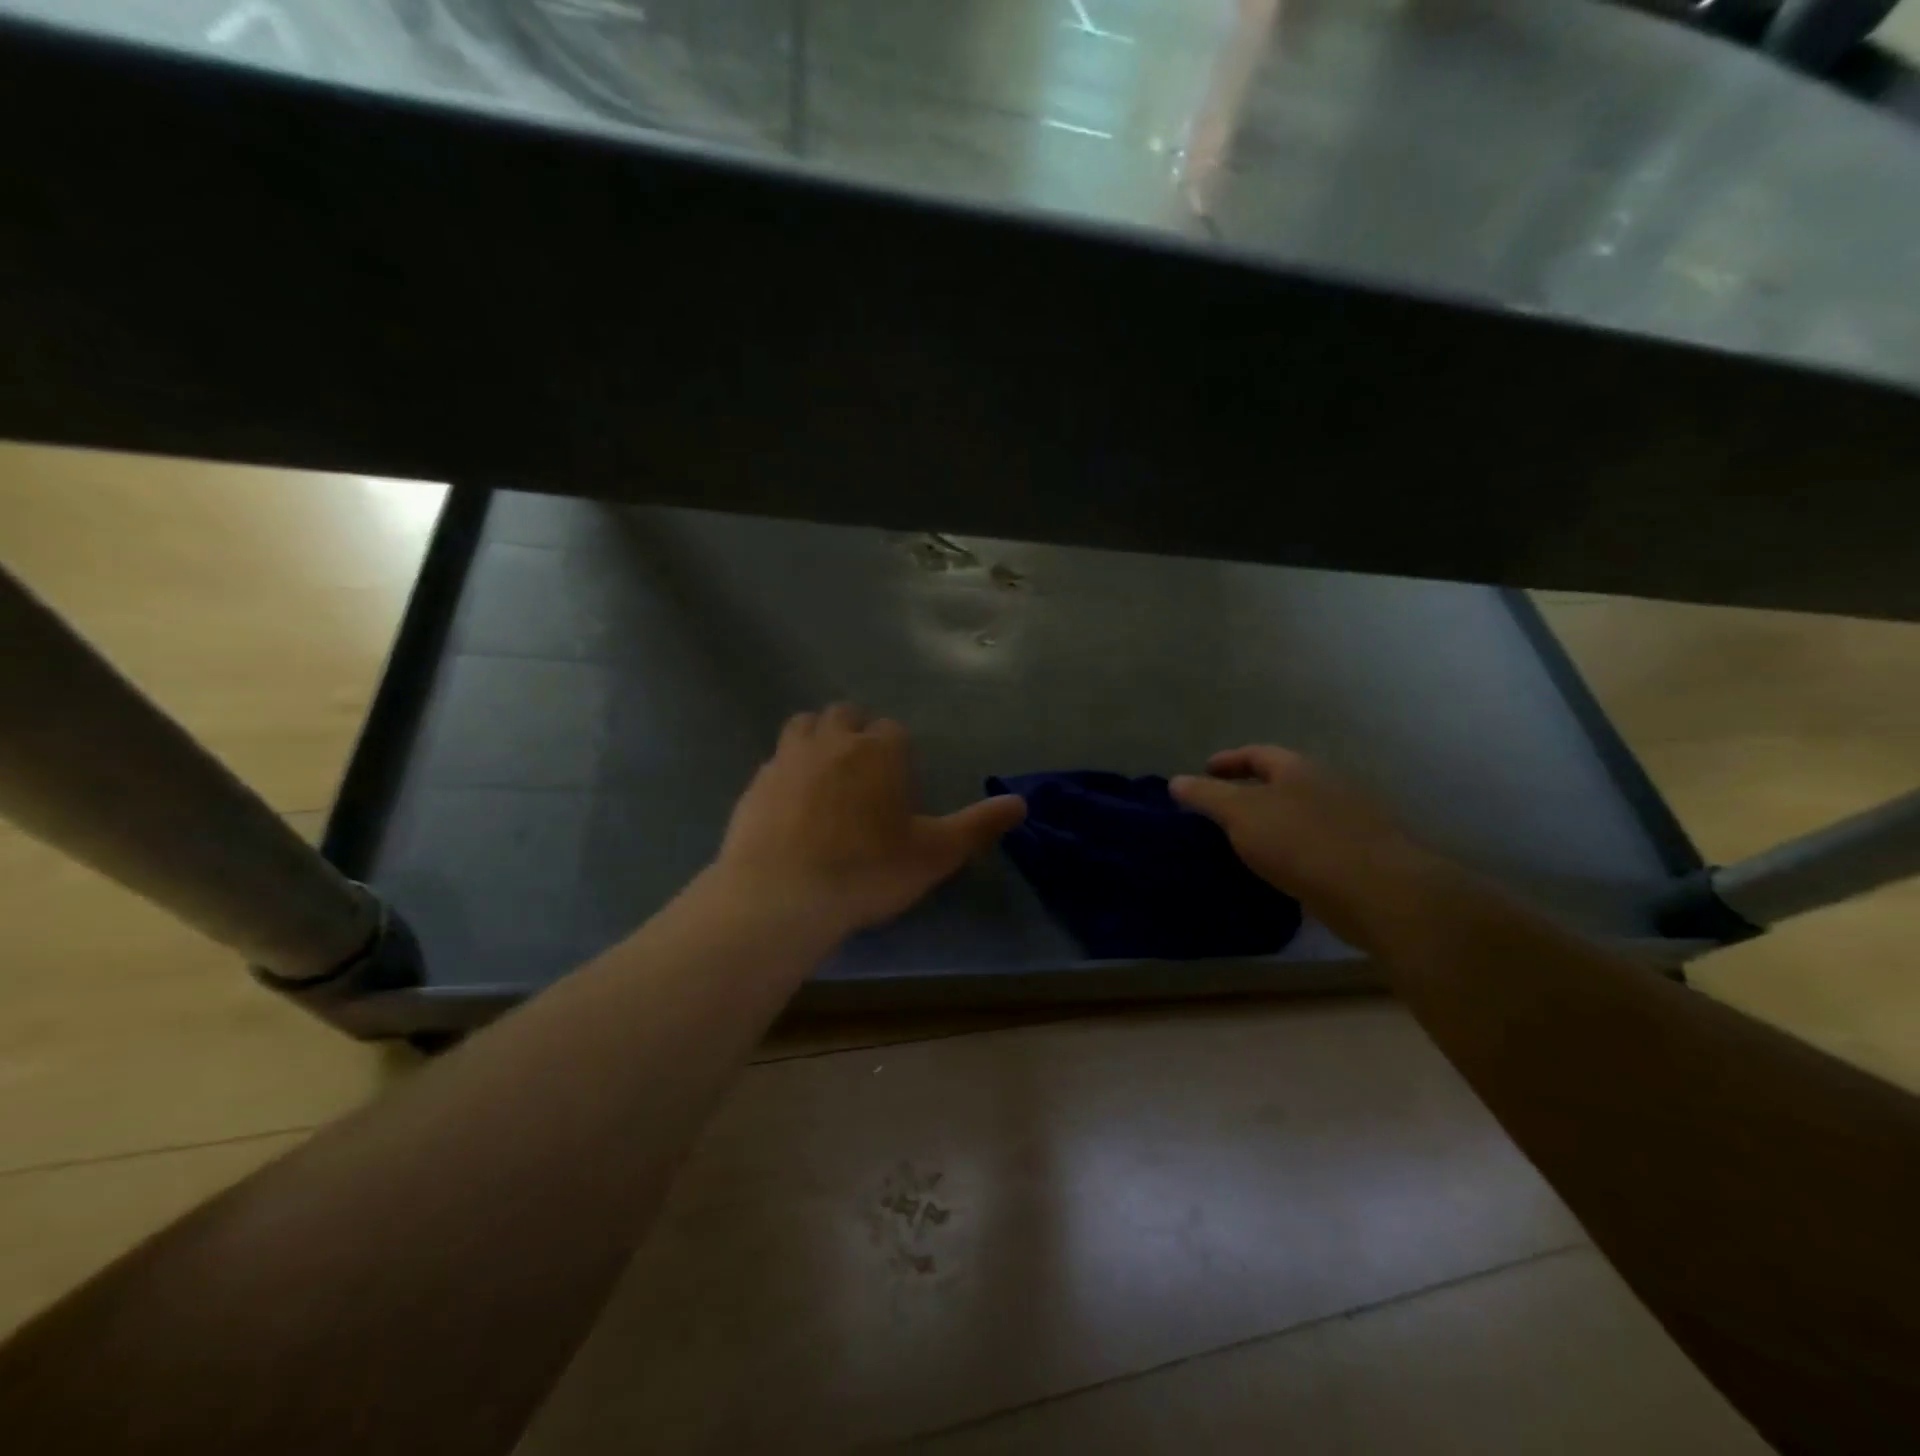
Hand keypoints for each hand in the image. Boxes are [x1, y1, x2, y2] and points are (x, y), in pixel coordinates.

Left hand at [711, 704, 1026, 939]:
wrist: (780, 895)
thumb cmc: (867, 870)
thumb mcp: (934, 854)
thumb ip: (978, 825)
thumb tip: (1021, 803)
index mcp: (878, 750)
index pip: (893, 730)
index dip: (898, 751)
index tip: (899, 782)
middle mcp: (832, 742)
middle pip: (845, 715)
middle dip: (857, 732)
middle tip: (864, 771)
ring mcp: (788, 759)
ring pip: (804, 725)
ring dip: (818, 738)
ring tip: (826, 774)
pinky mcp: (755, 784)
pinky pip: (775, 761)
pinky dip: (787, 771)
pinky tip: (791, 804)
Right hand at [1171, 746, 1432, 945]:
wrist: (1377, 891)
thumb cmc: (1300, 842)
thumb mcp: (1241, 814)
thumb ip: (1207, 796)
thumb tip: (1176, 781)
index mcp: (1297, 769)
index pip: (1256, 754)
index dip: (1228, 761)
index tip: (1204, 771)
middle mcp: (1326, 786)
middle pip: (1281, 781)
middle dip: (1250, 791)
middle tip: (1219, 809)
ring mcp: (1348, 820)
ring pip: (1298, 813)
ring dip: (1271, 822)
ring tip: (1242, 841)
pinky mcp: (1359, 855)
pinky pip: (1313, 843)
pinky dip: (1290, 849)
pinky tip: (1277, 869)